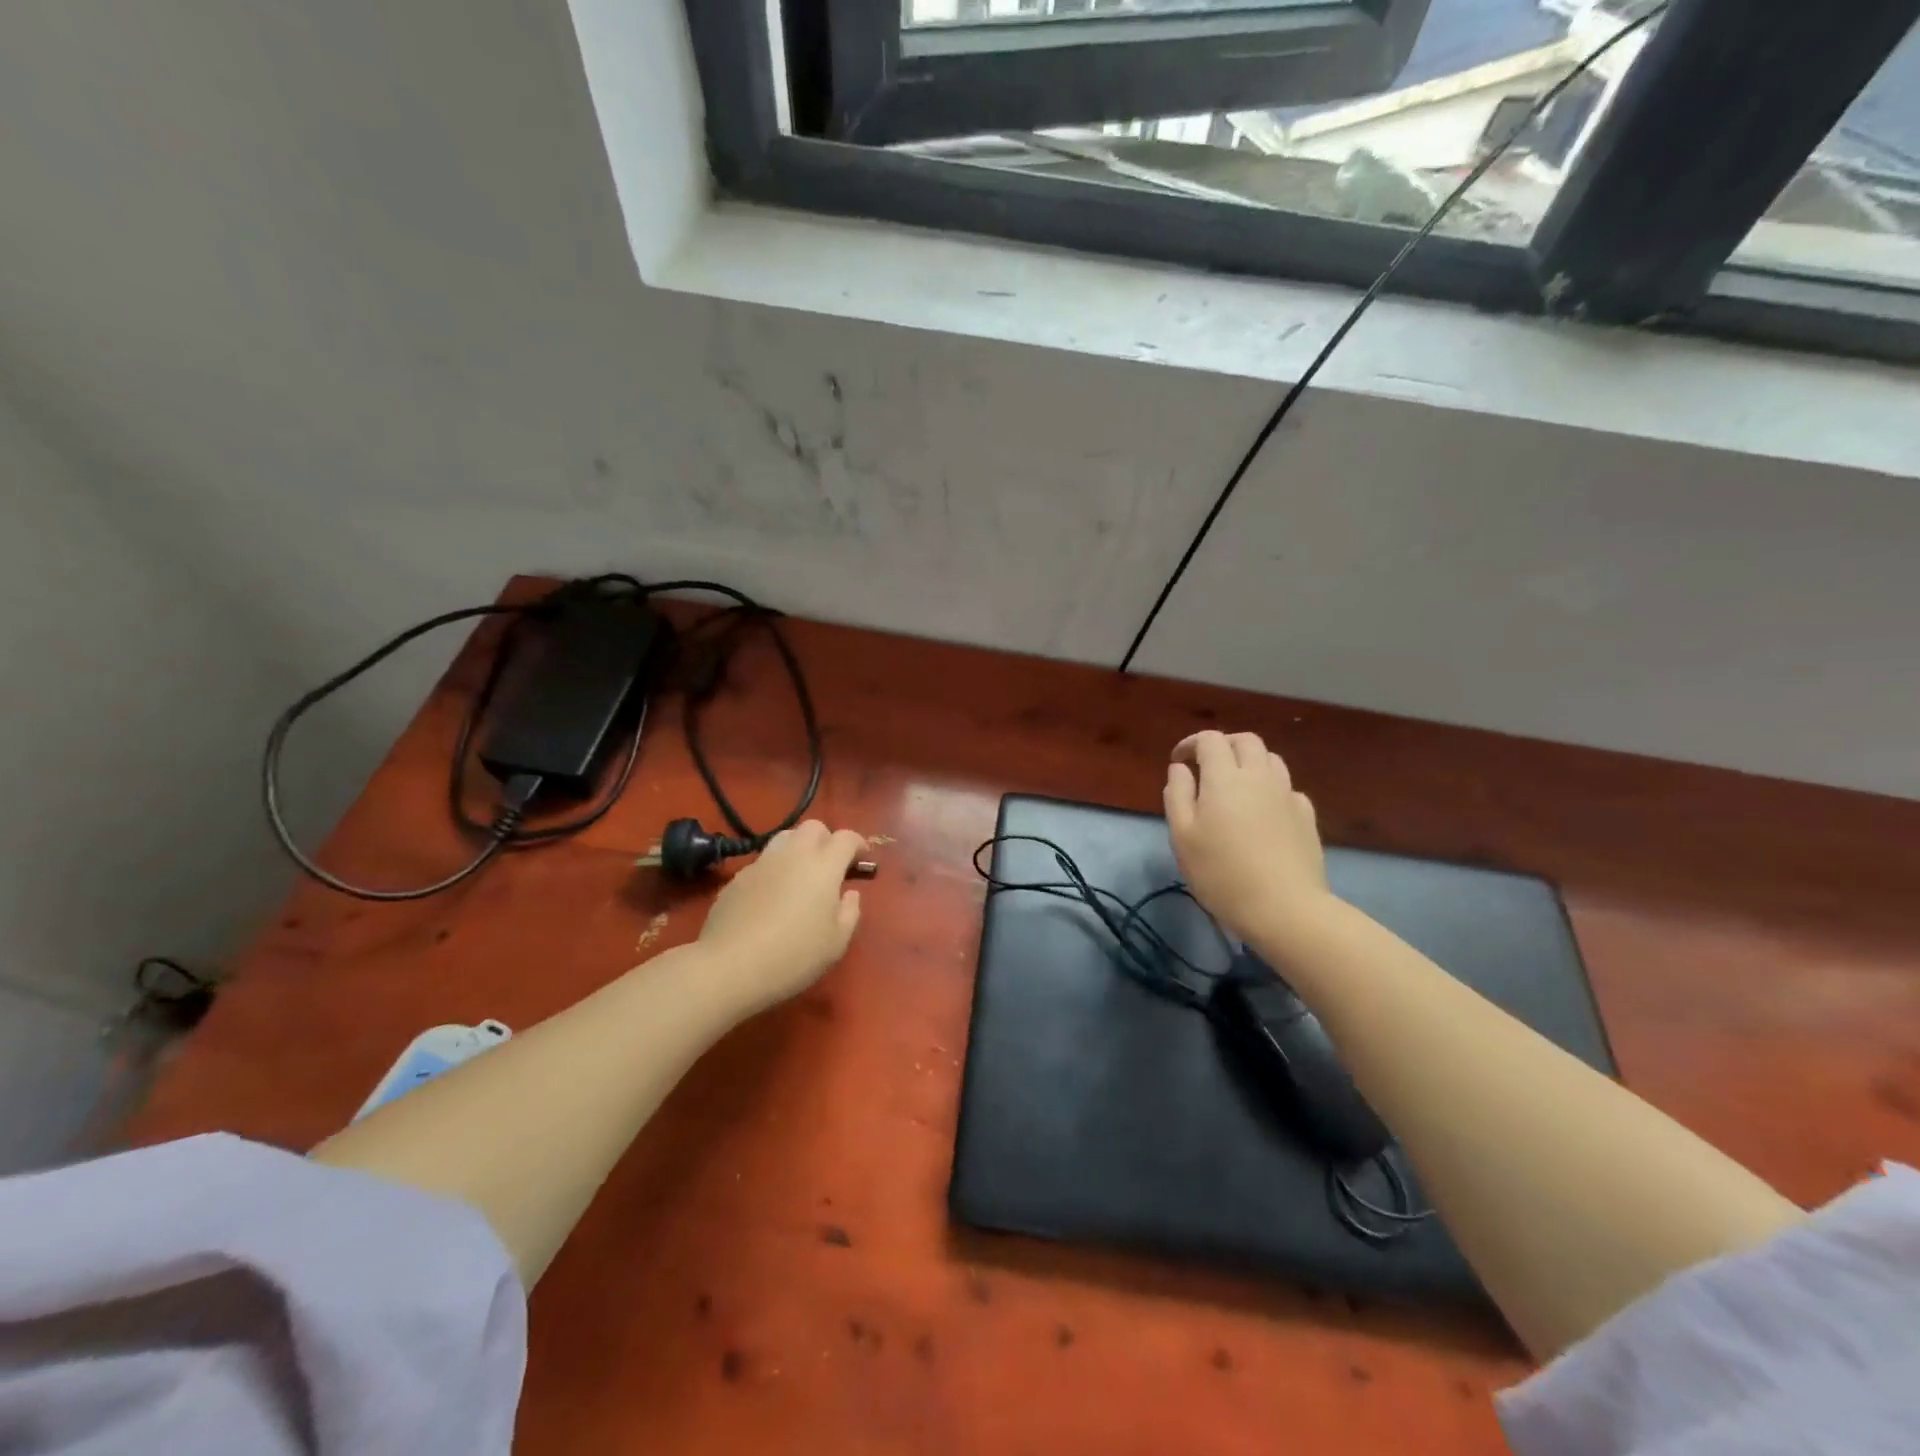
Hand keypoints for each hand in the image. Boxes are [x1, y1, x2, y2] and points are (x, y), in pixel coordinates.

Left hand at [695, 820, 865, 1015]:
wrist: (730, 966)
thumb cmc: (794, 955)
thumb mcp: (837, 942)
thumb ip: (850, 912)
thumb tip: (849, 893)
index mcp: (823, 865)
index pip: (846, 838)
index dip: (858, 844)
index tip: (862, 859)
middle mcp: (793, 854)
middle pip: (813, 827)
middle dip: (826, 839)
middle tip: (831, 865)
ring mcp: (761, 863)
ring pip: (784, 838)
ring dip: (798, 848)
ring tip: (801, 875)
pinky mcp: (737, 878)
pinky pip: (763, 862)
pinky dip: (775, 869)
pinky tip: (772, 896)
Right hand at [1164, 730, 1330, 945]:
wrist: (1284, 908)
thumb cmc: (1221, 873)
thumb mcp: (1182, 836)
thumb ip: (1178, 795)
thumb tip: (1180, 769)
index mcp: (1224, 778)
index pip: (1210, 740)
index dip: (1191, 743)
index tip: (1179, 762)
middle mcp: (1259, 776)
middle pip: (1246, 740)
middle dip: (1224, 745)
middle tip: (1207, 766)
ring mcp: (1287, 794)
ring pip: (1271, 759)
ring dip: (1250, 762)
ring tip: (1236, 784)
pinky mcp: (1306, 816)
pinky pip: (1287, 787)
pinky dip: (1271, 787)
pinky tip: (1263, 810)